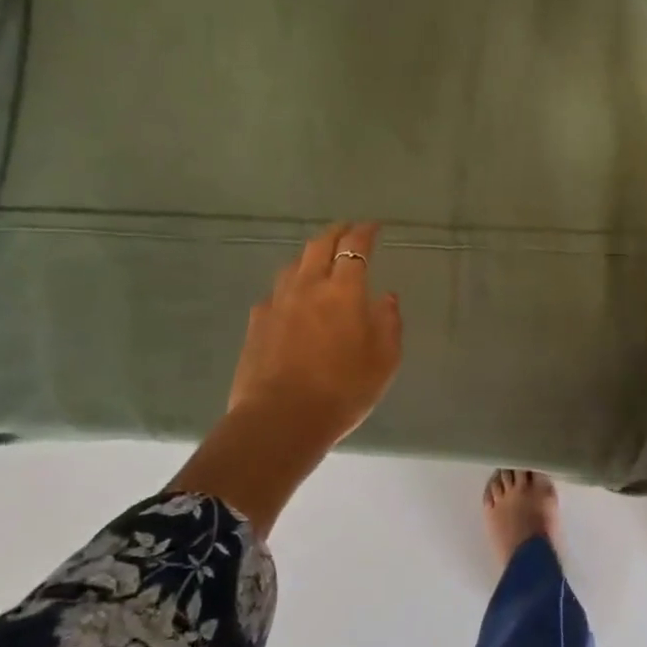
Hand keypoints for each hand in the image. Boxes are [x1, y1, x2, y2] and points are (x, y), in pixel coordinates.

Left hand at [226, 222, 402, 453]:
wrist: (281, 419)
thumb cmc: (343, 390)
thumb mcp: (384, 361)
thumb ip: (389, 323)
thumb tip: (387, 297)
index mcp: (344, 291)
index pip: (355, 248)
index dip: (365, 232)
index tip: (373, 227)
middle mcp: (308, 287)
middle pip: (319, 245)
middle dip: (335, 233)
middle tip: (346, 230)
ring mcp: (278, 303)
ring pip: (293, 265)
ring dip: (309, 256)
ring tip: (318, 262)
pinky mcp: (257, 323)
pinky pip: (274, 294)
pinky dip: (288, 288)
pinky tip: (291, 301)